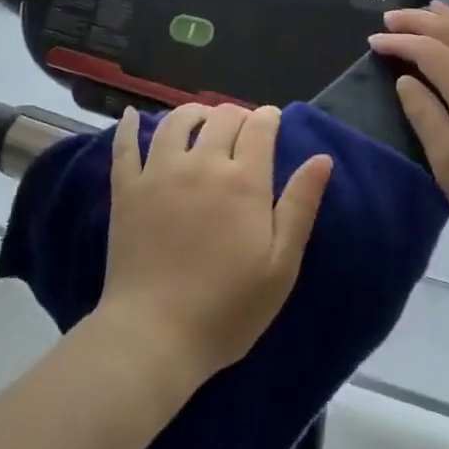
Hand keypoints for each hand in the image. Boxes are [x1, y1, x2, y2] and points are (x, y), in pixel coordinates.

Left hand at [98, 103, 332, 388]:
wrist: (155, 335)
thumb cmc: (227, 308)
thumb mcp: (281, 265)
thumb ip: (300, 206)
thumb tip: (322, 158)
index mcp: (244, 181)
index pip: (259, 128)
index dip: (269, 118)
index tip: (273, 121)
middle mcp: (202, 165)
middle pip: (221, 118)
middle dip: (237, 115)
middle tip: (243, 127)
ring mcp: (159, 173)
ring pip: (177, 122)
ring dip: (194, 113)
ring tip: (202, 120)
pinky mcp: (126, 190)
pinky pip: (126, 145)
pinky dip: (131, 126)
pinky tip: (135, 116)